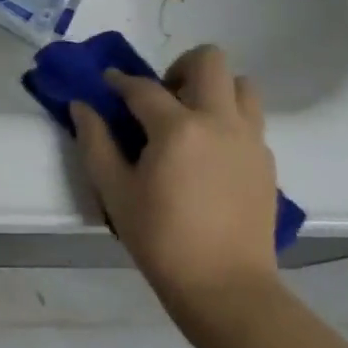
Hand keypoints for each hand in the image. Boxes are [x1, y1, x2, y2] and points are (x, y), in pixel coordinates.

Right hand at [71, 45, 279, 303]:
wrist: (225, 287)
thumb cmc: (160, 239)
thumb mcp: (114, 191)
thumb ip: (95, 142)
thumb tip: (81, 106)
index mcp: (178, 128)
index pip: (143, 87)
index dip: (119, 82)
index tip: (106, 84)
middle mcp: (220, 121)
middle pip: (209, 60)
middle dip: (179, 67)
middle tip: (160, 99)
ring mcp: (250, 139)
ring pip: (241, 85)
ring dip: (213, 89)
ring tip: (190, 120)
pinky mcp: (266, 161)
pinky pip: (250, 120)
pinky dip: (228, 120)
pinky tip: (208, 154)